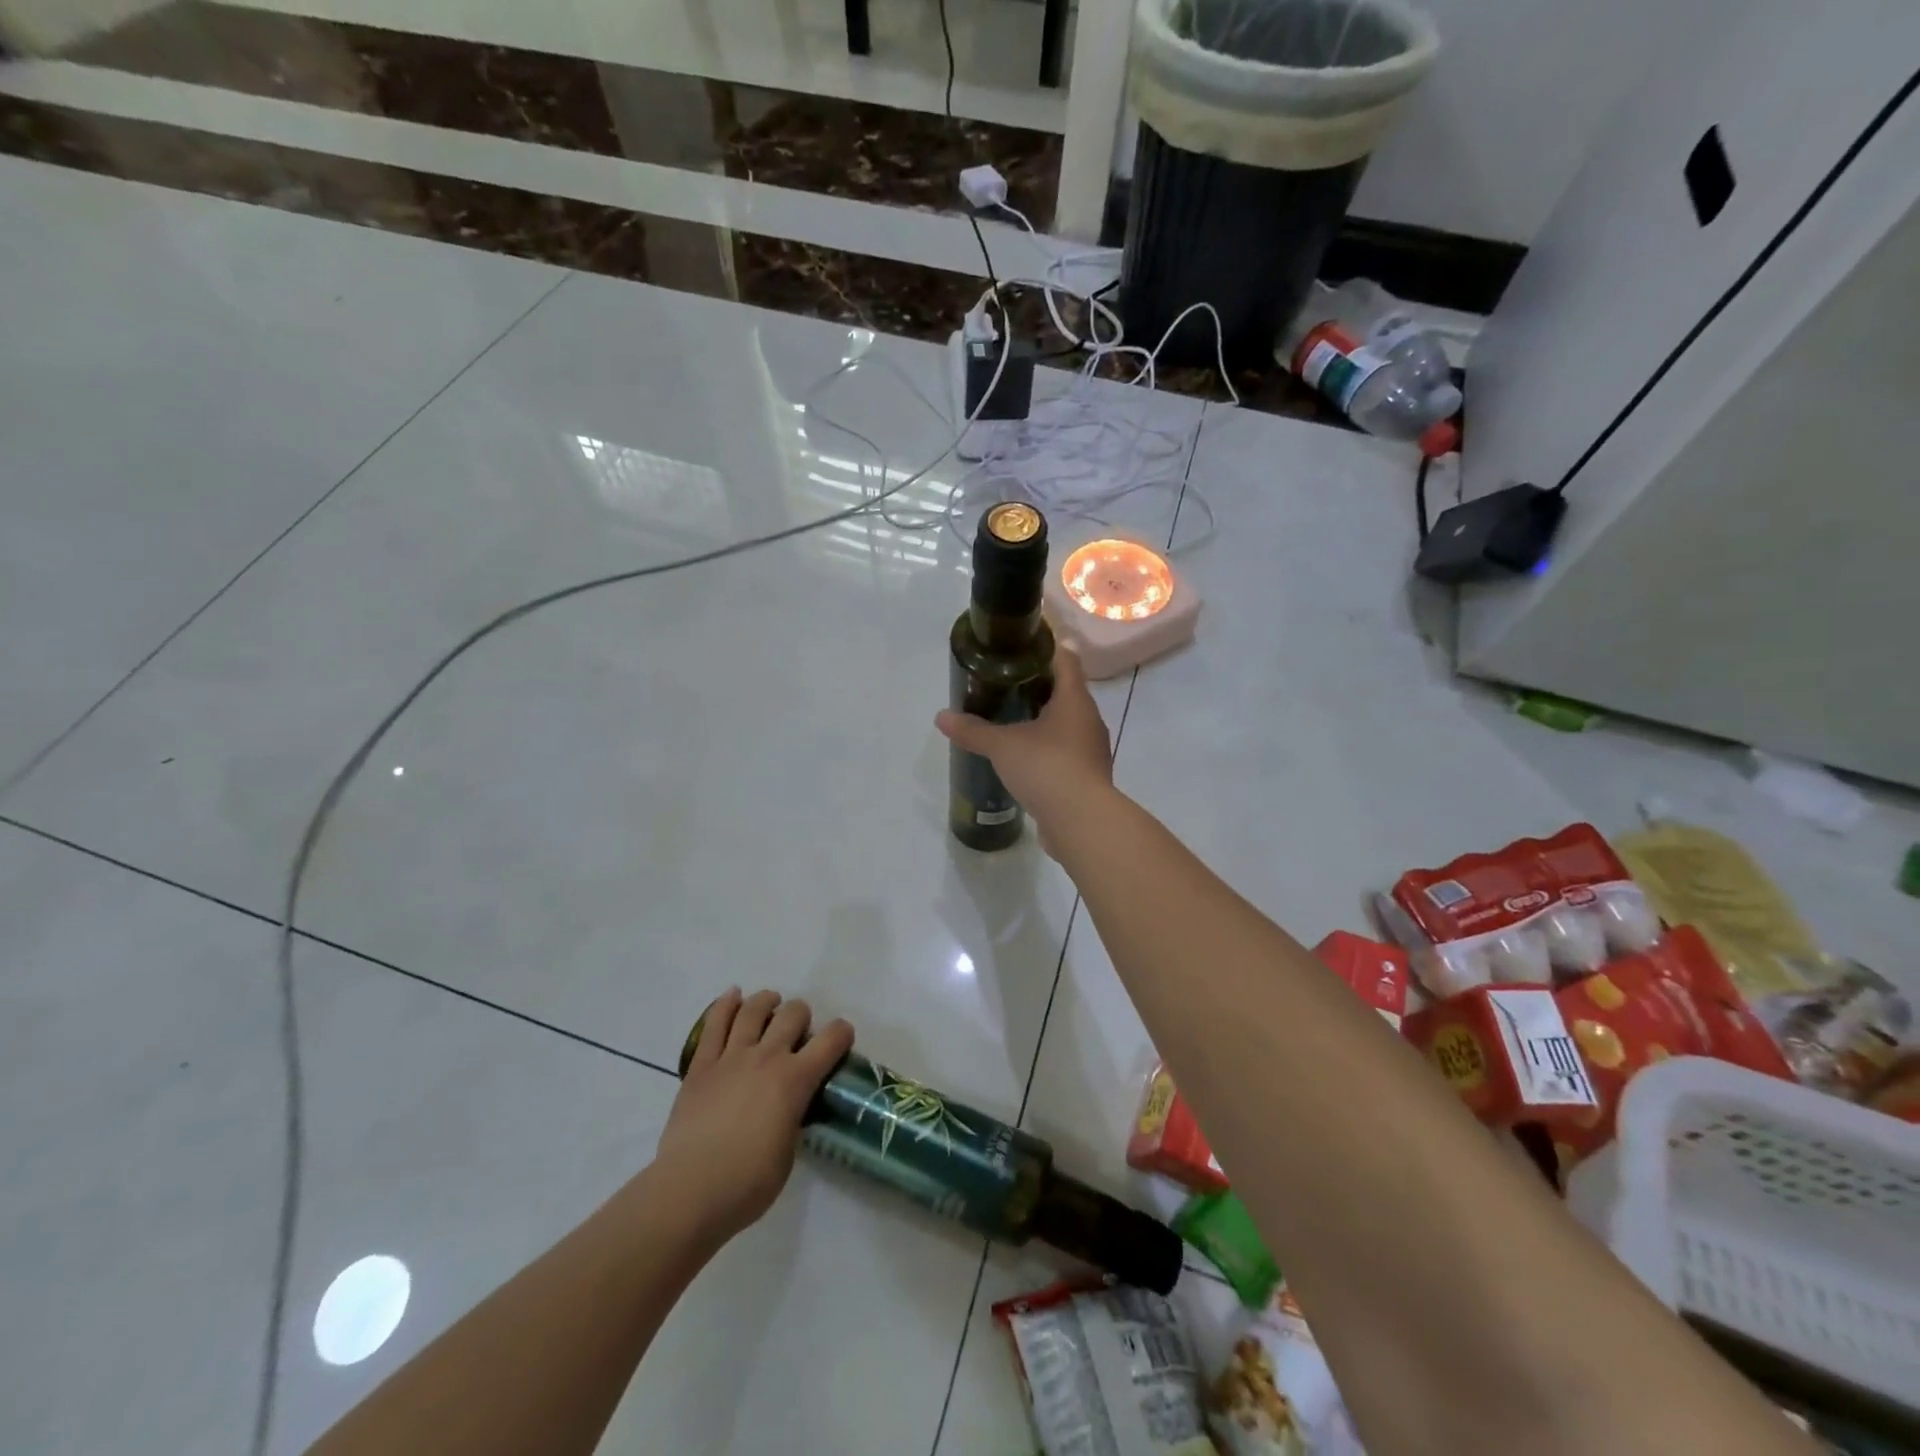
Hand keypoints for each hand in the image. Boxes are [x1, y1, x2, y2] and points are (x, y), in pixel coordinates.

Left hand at [654, 989, 853, 1242]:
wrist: (690, 1192)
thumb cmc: (748, 1184)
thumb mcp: (788, 1153)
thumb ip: (793, 1118)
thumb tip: (789, 1108)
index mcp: (795, 1080)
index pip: (831, 1040)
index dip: (842, 1033)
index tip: (841, 1039)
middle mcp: (767, 1058)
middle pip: (792, 1014)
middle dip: (801, 1016)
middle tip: (798, 1031)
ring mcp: (731, 1057)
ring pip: (753, 1010)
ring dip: (767, 1002)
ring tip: (770, 1003)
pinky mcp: (701, 1066)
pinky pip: (714, 1024)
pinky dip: (725, 1004)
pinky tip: (732, 996)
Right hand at [934, 643, 1112, 854]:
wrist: (1082, 822)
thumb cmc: (1046, 768)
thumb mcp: (1003, 746)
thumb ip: (973, 730)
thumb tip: (941, 716)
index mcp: (1074, 700)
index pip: (1066, 660)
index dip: (1046, 648)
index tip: (1022, 646)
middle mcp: (1088, 720)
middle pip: (1066, 692)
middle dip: (1038, 686)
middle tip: (1006, 684)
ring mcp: (1090, 750)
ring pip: (1066, 724)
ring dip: (1043, 720)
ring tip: (1011, 720)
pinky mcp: (1086, 776)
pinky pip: (1065, 753)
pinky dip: (1046, 749)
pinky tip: (1024, 758)